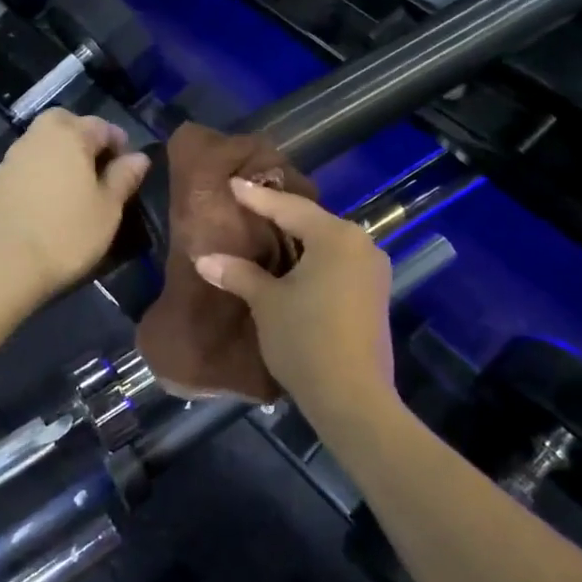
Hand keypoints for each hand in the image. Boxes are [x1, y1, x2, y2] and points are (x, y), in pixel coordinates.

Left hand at [0, 111, 150, 303]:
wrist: (2, 266)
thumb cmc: (66, 235)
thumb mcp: (108, 210)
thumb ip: (123, 178)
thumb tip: (139, 157)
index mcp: (69, 137)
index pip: (100, 125)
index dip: (118, 141)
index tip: (127, 165)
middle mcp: (36, 139)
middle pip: (62, 123)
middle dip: (81, 136)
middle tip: (95, 165)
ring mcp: (9, 161)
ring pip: (38, 144)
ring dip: (56, 156)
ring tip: (71, 188)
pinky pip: (22, 169)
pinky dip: (36, 176)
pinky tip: (43, 204)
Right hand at [193, 179, 394, 419]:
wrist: (353, 398)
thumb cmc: (306, 340)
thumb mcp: (266, 303)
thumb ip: (238, 273)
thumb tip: (204, 258)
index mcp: (336, 236)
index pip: (289, 208)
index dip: (257, 197)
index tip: (233, 183)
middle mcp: (362, 245)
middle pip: (313, 222)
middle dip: (280, 216)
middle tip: (249, 206)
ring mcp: (374, 271)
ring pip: (328, 244)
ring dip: (298, 241)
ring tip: (267, 235)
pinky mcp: (376, 296)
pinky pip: (339, 265)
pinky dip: (314, 261)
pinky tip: (294, 267)